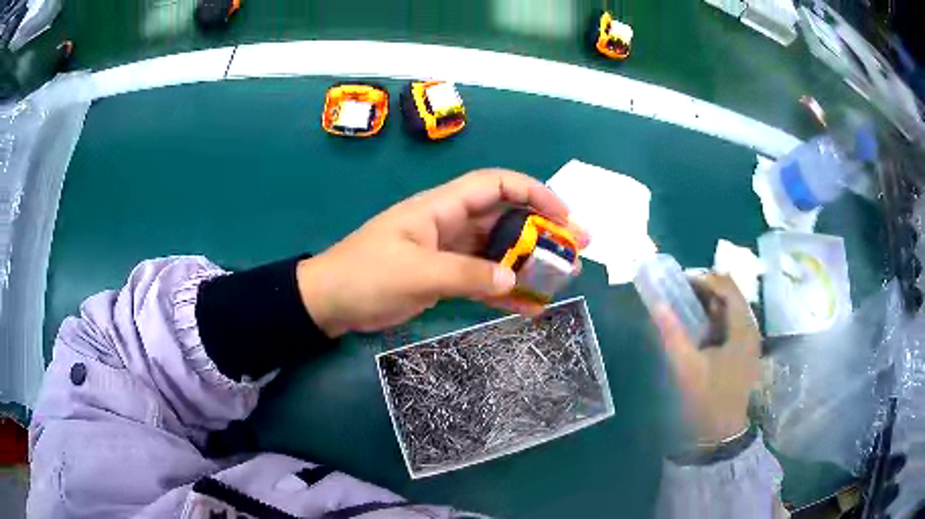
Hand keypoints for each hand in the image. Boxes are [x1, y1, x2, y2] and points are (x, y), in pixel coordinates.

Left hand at [296, 169, 587, 337]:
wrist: (330, 302)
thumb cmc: (365, 276)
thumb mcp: (416, 273)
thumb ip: (466, 275)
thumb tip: (515, 279)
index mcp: (441, 207)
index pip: (495, 185)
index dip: (534, 192)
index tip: (563, 215)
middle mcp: (450, 223)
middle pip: (505, 217)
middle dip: (542, 230)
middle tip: (575, 250)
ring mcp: (448, 251)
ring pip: (498, 250)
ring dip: (529, 262)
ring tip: (561, 278)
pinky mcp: (444, 276)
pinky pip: (482, 278)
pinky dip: (505, 289)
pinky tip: (529, 304)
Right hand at [653, 274, 760, 443]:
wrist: (723, 432)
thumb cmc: (708, 398)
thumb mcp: (687, 367)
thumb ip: (672, 333)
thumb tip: (657, 303)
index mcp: (743, 327)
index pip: (727, 286)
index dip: (704, 278)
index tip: (679, 281)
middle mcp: (750, 328)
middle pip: (730, 294)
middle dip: (705, 288)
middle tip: (678, 291)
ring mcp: (749, 340)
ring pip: (730, 309)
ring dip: (708, 303)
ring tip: (684, 305)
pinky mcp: (743, 351)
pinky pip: (729, 324)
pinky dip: (713, 318)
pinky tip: (697, 326)